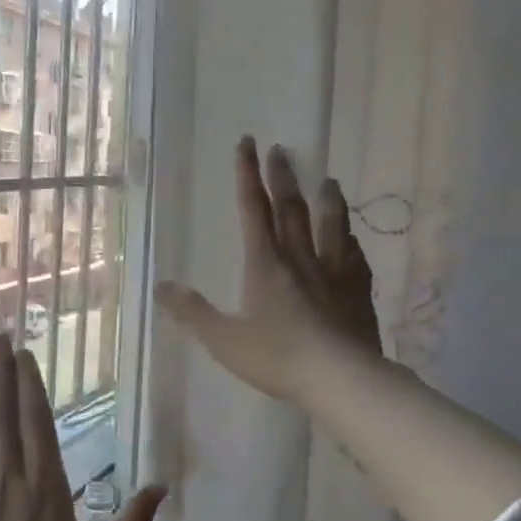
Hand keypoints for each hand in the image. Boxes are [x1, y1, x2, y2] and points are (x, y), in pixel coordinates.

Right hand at [156, 137, 381, 404]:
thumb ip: (192, 313)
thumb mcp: (224, 339)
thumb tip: (161, 287)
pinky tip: (354, 238)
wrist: (340, 378)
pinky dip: (351, 241)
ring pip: (330, 226)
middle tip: (281, 149)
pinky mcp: (358, 292)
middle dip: (283, 177)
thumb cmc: (277, 357)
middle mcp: (300, 258)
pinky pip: (355, 257)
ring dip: (327, 201)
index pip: (253, 210)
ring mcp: (334, 273)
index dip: (247, 175)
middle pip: (291, 209)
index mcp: (265, 264)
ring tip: (328, 180)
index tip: (248, 143)